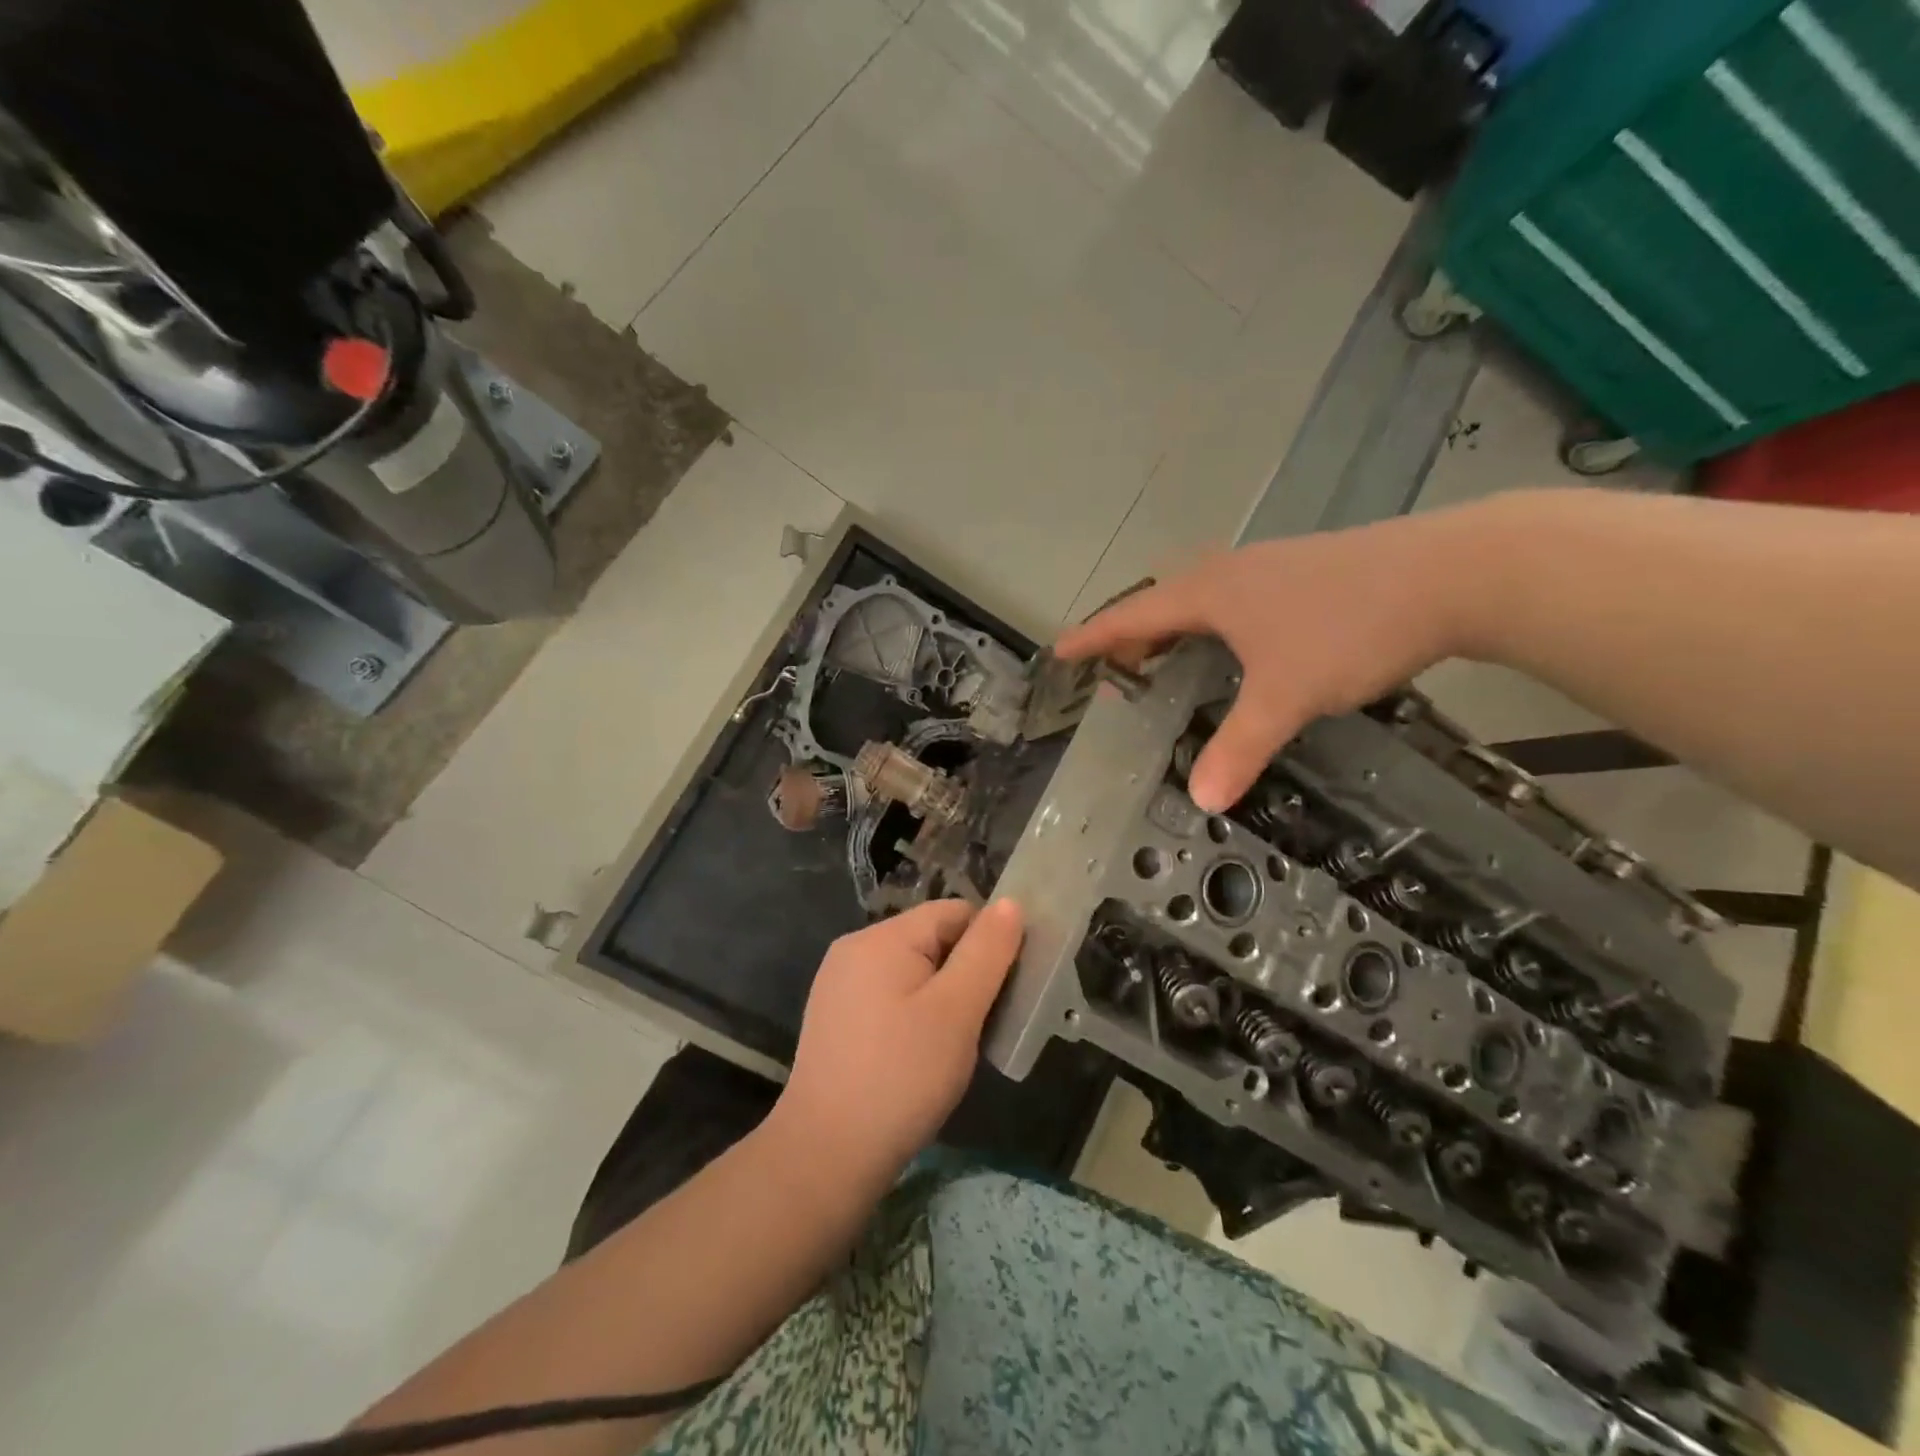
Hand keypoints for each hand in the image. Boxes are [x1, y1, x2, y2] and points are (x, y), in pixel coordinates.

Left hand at [774, 899, 1025, 1181]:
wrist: (826, 1155)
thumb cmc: (901, 1077)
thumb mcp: (957, 1012)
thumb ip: (987, 953)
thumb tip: (1010, 904)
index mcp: (882, 937)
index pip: (954, 913)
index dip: (989, 943)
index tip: (1007, 989)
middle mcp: (855, 949)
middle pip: (931, 939)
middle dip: (965, 973)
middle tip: (984, 1024)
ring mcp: (839, 984)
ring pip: (913, 971)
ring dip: (942, 998)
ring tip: (955, 1044)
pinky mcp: (835, 1018)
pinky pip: (889, 996)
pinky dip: (914, 1015)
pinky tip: (920, 1056)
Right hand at [1056, 509, 1485, 812]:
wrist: (1452, 573)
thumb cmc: (1348, 629)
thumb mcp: (1286, 696)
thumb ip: (1239, 747)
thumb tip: (1201, 800)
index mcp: (1210, 592)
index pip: (1133, 614)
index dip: (1095, 636)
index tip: (1061, 650)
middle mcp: (1232, 572)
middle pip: (1163, 600)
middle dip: (1133, 634)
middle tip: (1119, 670)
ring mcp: (1271, 567)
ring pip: (1202, 596)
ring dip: (1175, 627)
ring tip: (1168, 660)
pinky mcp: (1305, 572)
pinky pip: (1235, 598)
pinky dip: (1214, 624)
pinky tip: (1239, 647)